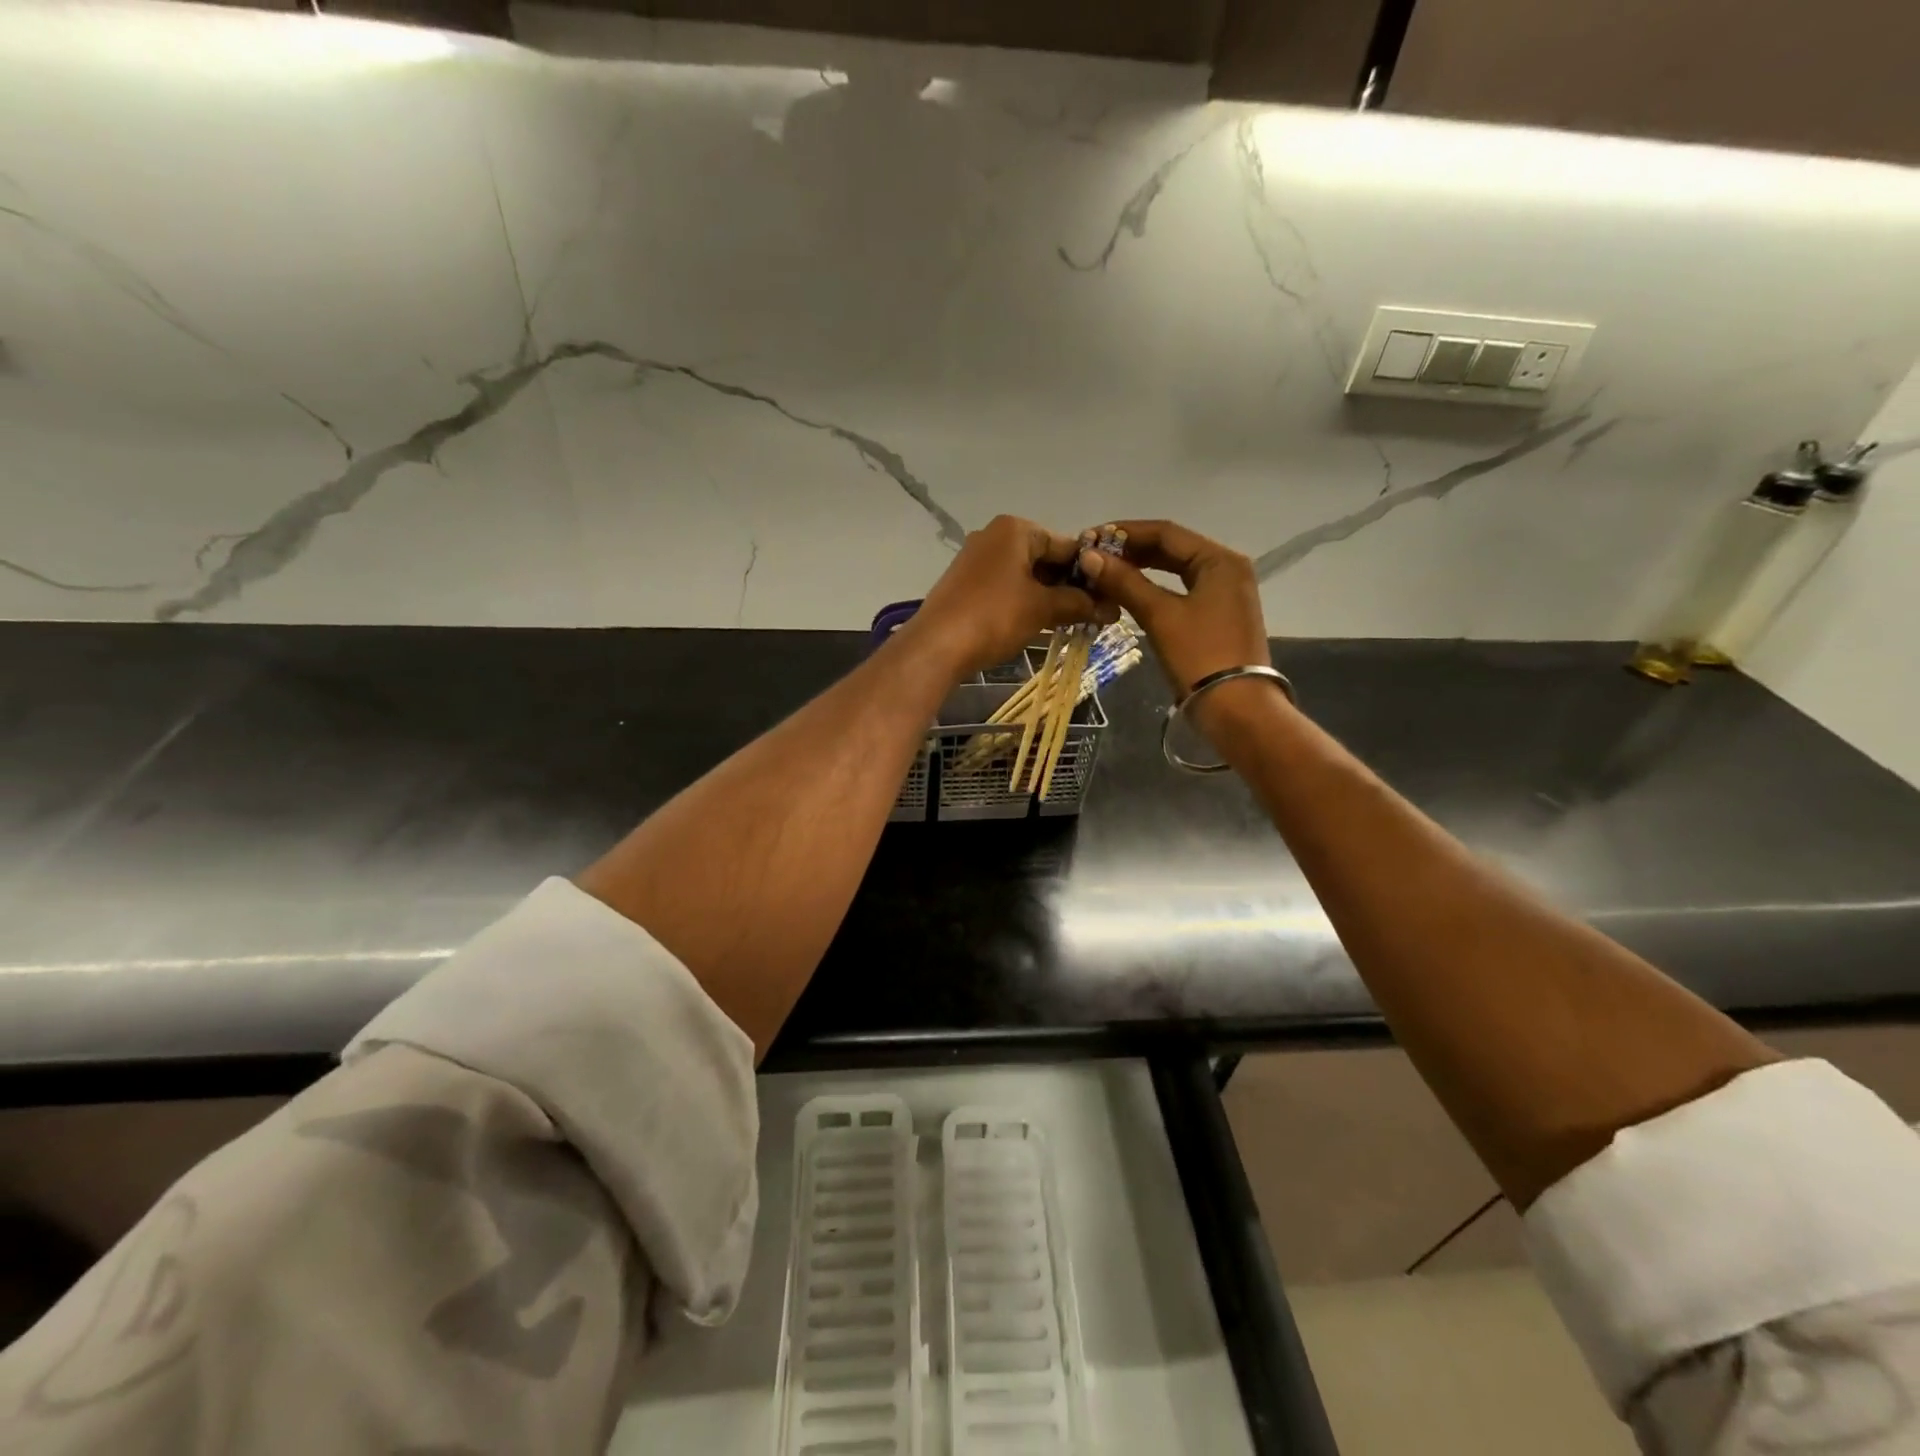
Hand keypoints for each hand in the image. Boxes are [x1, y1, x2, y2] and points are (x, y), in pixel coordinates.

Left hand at [906, 515, 1115, 678]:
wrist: (937, 646)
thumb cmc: (995, 617)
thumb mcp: (1043, 609)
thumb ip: (1079, 603)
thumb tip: (1112, 608)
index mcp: (1015, 529)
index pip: (1067, 545)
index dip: (1091, 573)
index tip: (1110, 598)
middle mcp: (994, 536)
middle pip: (1045, 559)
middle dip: (1070, 587)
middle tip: (1095, 614)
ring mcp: (976, 560)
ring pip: (1026, 576)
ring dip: (1049, 598)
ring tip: (1073, 623)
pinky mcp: (966, 584)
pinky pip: (1006, 588)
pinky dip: (1026, 603)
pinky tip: (1041, 625)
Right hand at [1075, 520, 1270, 695]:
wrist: (1236, 708)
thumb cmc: (1200, 655)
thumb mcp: (1160, 615)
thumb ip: (1125, 582)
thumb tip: (1089, 556)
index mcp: (1219, 559)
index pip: (1166, 532)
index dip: (1125, 532)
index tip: (1089, 537)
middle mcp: (1226, 568)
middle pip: (1171, 549)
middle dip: (1131, 551)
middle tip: (1092, 557)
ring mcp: (1224, 593)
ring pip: (1174, 571)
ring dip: (1139, 570)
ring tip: (1104, 574)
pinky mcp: (1217, 616)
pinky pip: (1179, 591)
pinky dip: (1152, 589)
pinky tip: (1127, 595)